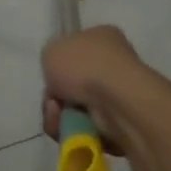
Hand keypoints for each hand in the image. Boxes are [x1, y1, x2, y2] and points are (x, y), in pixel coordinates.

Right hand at [41, 25, 156, 155]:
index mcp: (103, 38)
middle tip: (52, 103)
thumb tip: (59, 74)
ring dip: (59, 116)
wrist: (116, 101)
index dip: (58, 65)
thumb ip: (52, 57)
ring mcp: (118, 95)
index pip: (75, 51)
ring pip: (75, 110)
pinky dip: (74, 132)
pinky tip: (72, 129)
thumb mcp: (53, 49)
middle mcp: (113, 64)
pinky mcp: (119, 124)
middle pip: (72, 85)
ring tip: (59, 117)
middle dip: (55, 98)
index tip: (50, 77)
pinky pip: (85, 130)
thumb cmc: (85, 66)